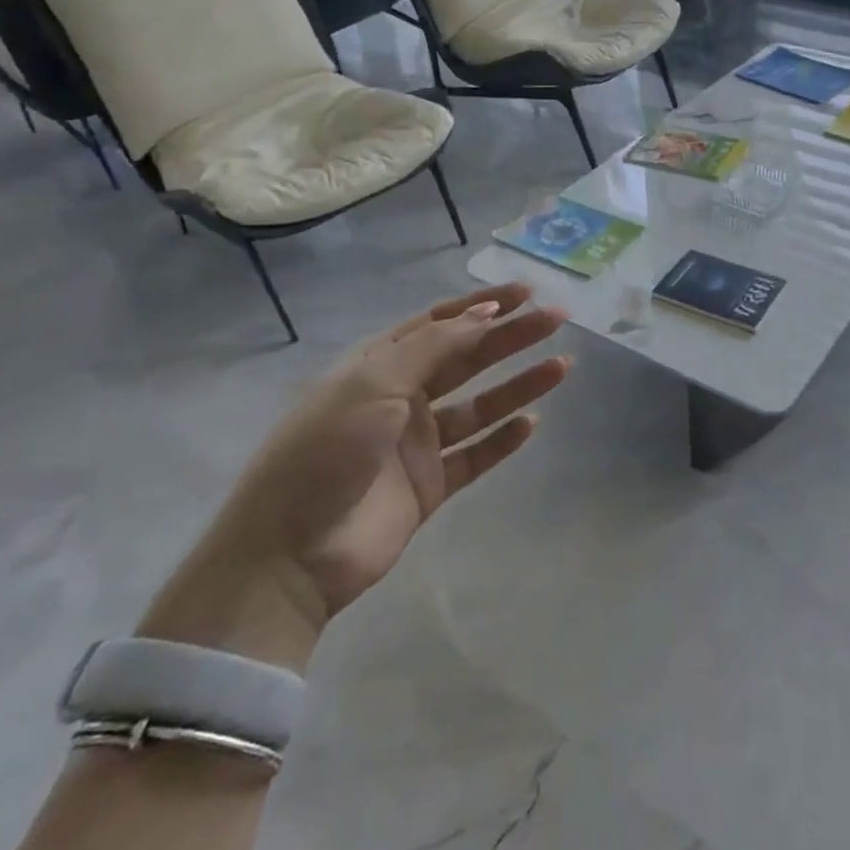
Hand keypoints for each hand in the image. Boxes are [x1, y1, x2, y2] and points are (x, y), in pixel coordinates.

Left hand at [139, 284, 568, 670]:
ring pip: (479, 405)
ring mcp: (416, 444)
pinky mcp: (429, 486)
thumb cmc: (327, 450)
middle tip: (556, 320)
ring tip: (561, 368)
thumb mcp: (376, 382)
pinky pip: (475, 455)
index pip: (440, 323)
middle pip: (467, 358)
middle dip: (511, 337)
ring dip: (518, 385)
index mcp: (379, 365)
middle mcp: (401, 398)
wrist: (288, 556)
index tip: (526, 293)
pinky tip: (532, 424)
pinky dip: (503, 439)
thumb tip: (485, 312)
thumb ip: (435, 346)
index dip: (483, 305)